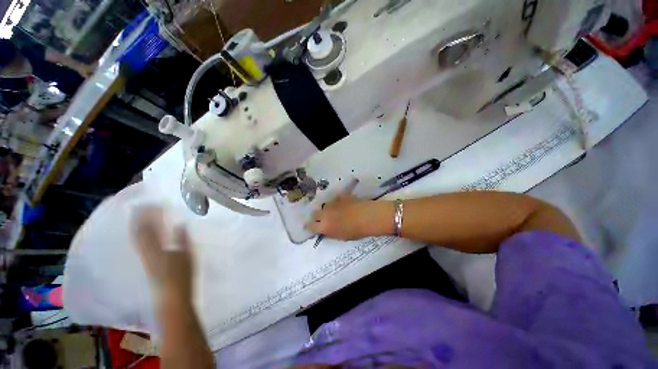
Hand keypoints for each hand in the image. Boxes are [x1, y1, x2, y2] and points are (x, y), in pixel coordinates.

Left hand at [132, 207, 193, 304]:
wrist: (171, 299)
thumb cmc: (181, 277)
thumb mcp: (186, 256)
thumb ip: (182, 239)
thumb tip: (180, 224)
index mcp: (156, 249)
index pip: (148, 229)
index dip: (148, 215)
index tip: (153, 203)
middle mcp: (147, 252)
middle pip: (139, 233)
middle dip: (140, 218)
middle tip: (144, 206)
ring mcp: (145, 258)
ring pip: (137, 239)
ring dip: (139, 225)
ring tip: (142, 215)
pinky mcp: (147, 263)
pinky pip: (140, 245)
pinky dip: (140, 235)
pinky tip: (144, 232)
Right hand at [305, 194, 386, 240]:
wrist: (367, 217)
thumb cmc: (355, 231)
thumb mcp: (341, 236)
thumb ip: (330, 232)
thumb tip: (326, 229)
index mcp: (324, 226)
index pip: (311, 226)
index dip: (309, 226)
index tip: (308, 227)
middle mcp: (325, 214)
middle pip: (314, 213)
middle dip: (316, 216)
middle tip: (321, 218)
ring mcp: (332, 204)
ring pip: (324, 205)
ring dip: (327, 209)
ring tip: (334, 211)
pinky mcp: (340, 197)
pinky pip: (335, 199)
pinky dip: (337, 202)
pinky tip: (343, 204)